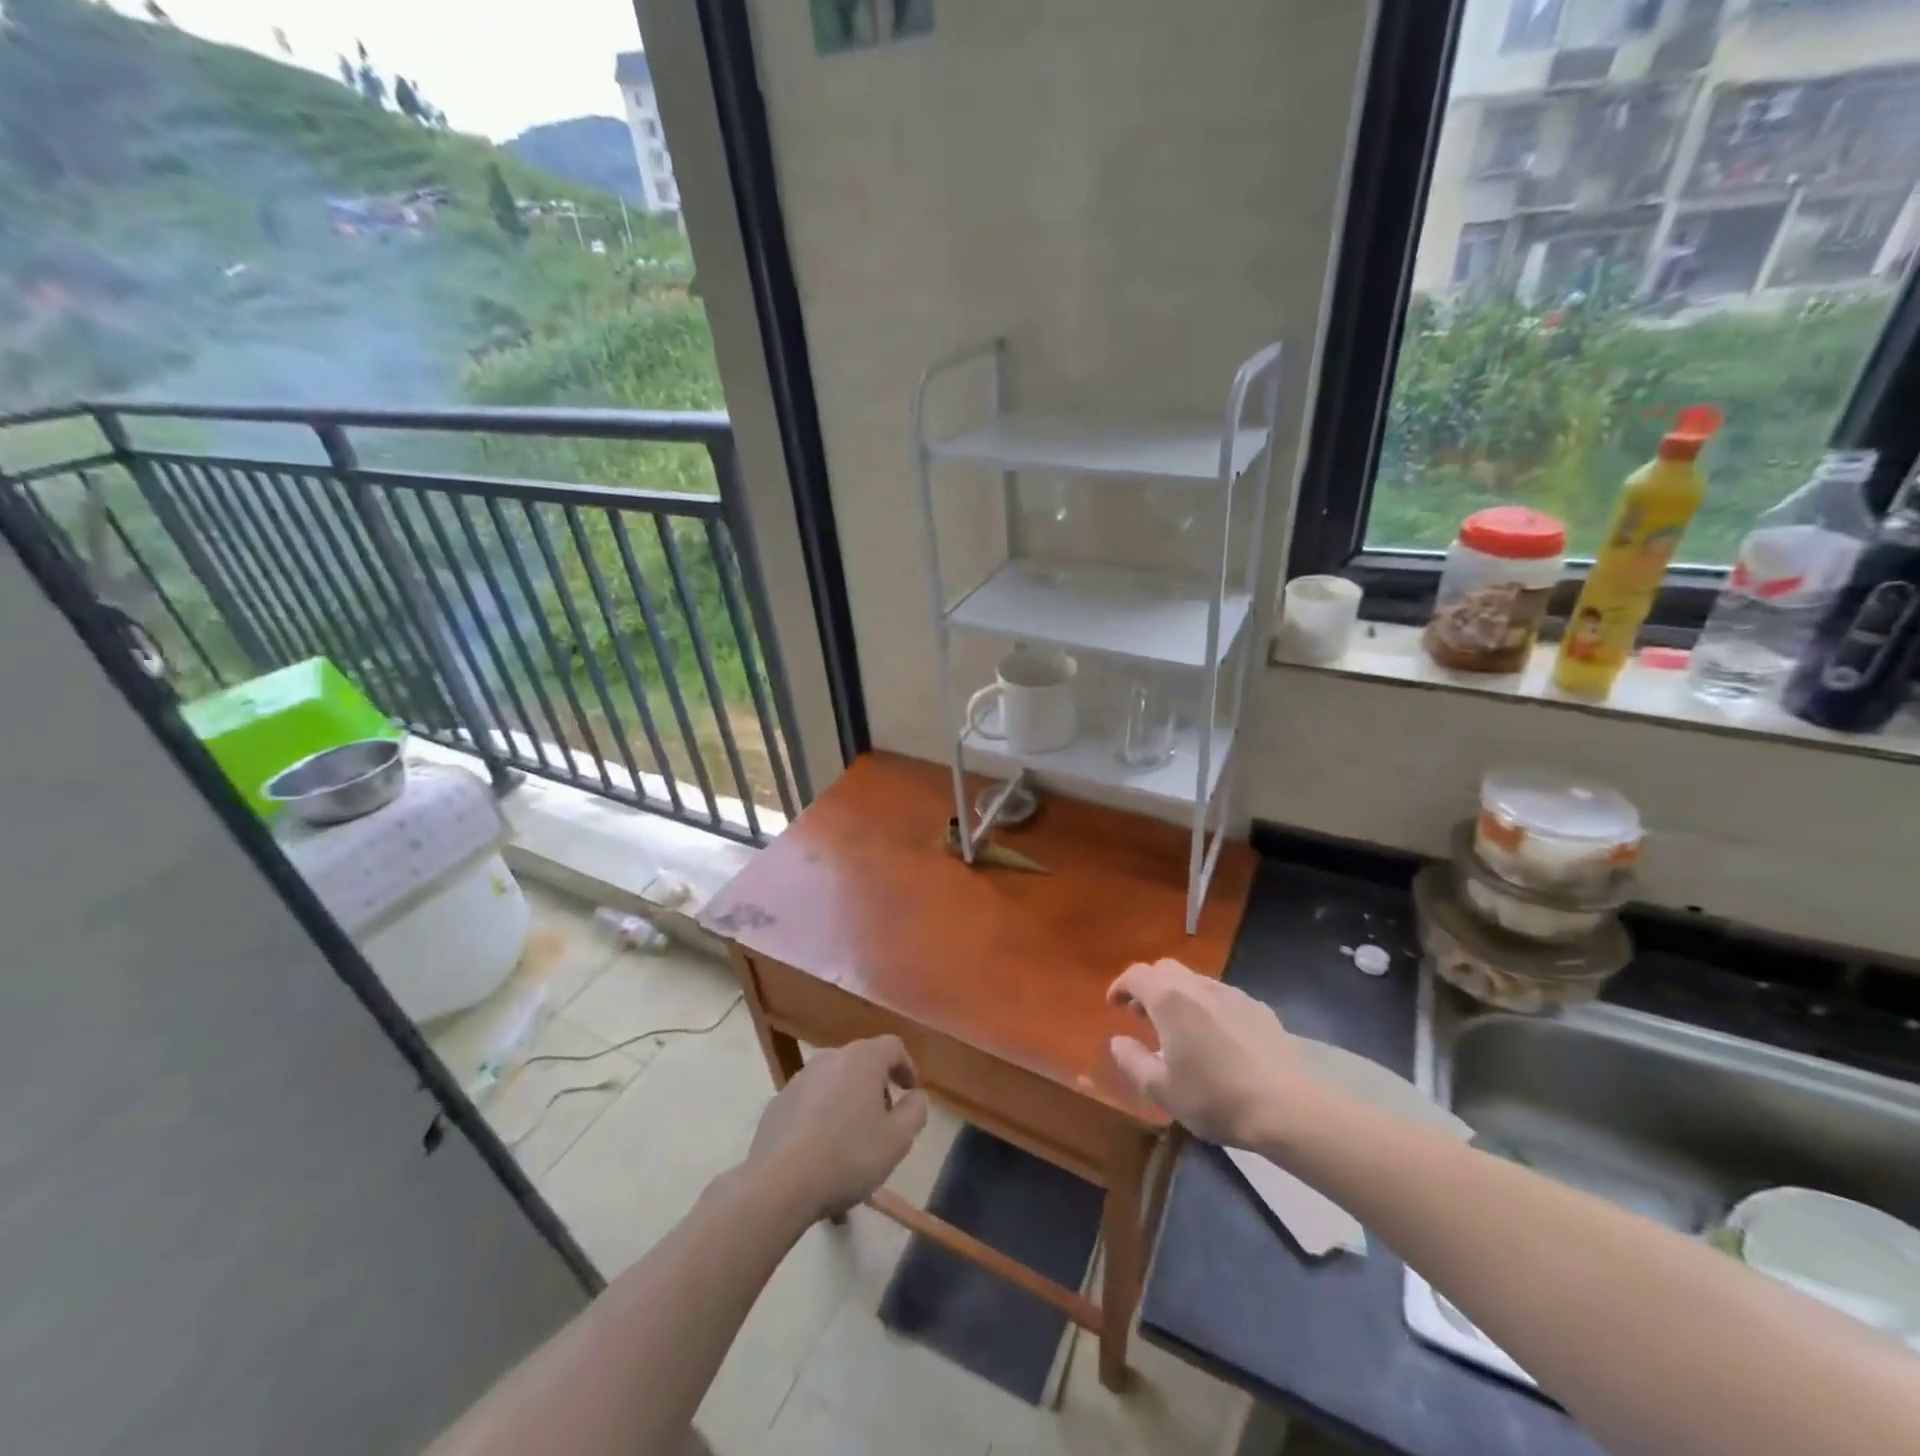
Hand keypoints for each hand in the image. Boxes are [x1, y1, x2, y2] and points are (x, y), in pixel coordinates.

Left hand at [744, 1036, 928, 1222]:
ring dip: (847, 1102)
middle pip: (861, 1062)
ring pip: (834, 1083)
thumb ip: (915, 1112)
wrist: (778, 1184)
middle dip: (876, 1086)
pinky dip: (822, 1117)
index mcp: (862, 1060)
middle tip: (883, 1119)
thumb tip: (917, 1096)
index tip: (910, 1091)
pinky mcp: (777, 1103)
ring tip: (851, 1141)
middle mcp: (829, 1058)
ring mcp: (799, 1079)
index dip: (906, 1066)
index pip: (893, 1046)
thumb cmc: (847, 1157)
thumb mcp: (897, 1141)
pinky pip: (810, 1102)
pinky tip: (821, 1152)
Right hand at [1108, 959, 1318, 1149]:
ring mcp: (1232, 994)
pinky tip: (1215, 1038)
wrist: (1288, 1106)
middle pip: (1165, 970)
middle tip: (1142, 1015)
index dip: (1120, 986)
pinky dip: (1206, 1006)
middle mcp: (1198, 986)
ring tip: (1178, 1028)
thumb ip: (1133, 1061)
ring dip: (1178, 996)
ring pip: (1195, 981)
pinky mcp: (1258, 1008)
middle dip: (1148, 986)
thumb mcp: (1162, 1089)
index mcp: (1169, 999)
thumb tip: (1117, 1041)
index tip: (1114, 1005)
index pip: (1136, 975)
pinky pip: (1221, 996)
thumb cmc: (1215, 1097)